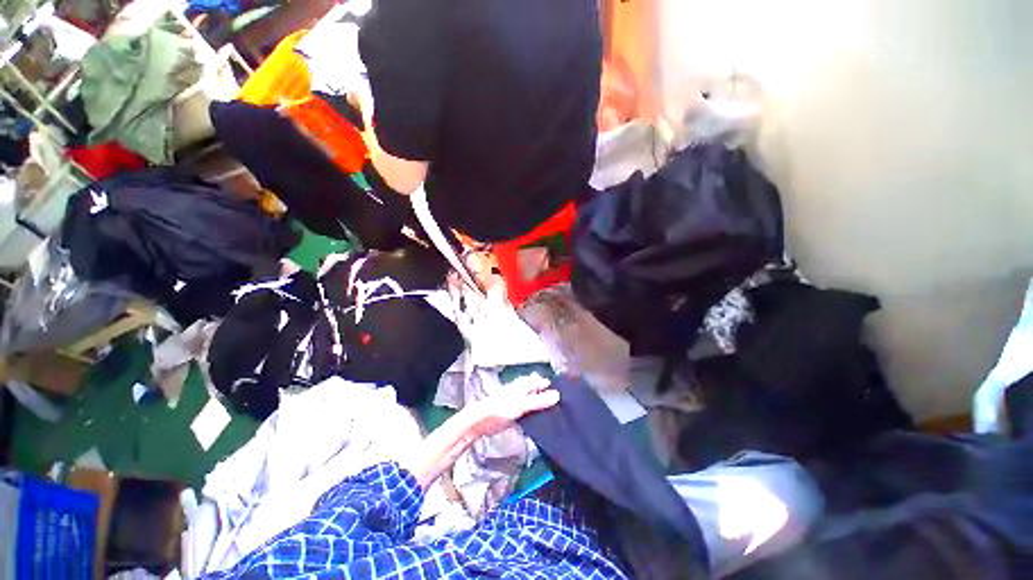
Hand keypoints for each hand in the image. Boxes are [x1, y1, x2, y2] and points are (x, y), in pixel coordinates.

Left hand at [470, 374, 559, 437]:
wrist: (482, 421)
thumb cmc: (501, 408)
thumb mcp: (522, 404)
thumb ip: (539, 400)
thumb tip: (557, 395)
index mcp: (523, 385)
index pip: (541, 382)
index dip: (552, 387)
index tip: (566, 395)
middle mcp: (522, 391)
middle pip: (538, 392)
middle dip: (549, 397)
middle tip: (564, 407)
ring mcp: (518, 402)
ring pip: (534, 402)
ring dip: (543, 407)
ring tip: (558, 415)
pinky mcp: (515, 413)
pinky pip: (529, 411)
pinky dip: (536, 415)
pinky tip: (543, 422)